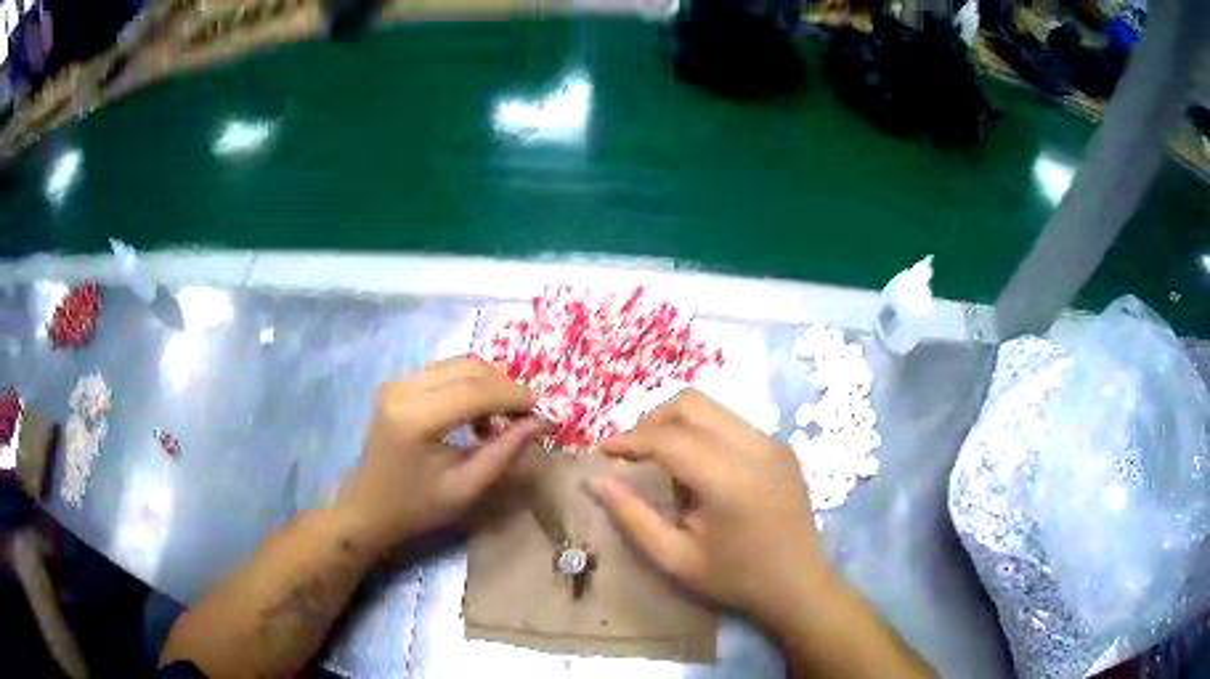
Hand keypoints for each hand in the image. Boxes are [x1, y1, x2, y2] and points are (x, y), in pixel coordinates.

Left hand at [337, 357, 542, 550]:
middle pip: (470, 368)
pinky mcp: (398, 384)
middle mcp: (404, 389)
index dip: (516, 397)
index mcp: (416, 418)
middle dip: (506, 388)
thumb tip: (540, 422)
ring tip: (503, 419)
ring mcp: (398, 382)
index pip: (477, 391)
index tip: (545, 412)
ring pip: (459, 365)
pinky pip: (445, 372)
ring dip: (489, 385)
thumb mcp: (466, 488)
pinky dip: (470, 386)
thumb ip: (504, 452)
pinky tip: (477, 415)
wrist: (367, 508)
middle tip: (527, 416)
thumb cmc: (416, 508)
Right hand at [589, 390, 834, 630]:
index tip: (603, 453)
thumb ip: (632, 517)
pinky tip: (699, 469)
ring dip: (678, 424)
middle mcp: (754, 447)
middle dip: (652, 420)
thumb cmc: (736, 578)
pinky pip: (732, 423)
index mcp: (728, 478)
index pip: (668, 438)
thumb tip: (596, 481)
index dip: (629, 440)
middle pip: (691, 404)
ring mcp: (772, 443)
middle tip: (631, 452)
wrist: (799, 584)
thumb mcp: (676, 559)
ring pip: (713, 409)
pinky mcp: (781, 447)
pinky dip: (704, 433)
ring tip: (661, 460)